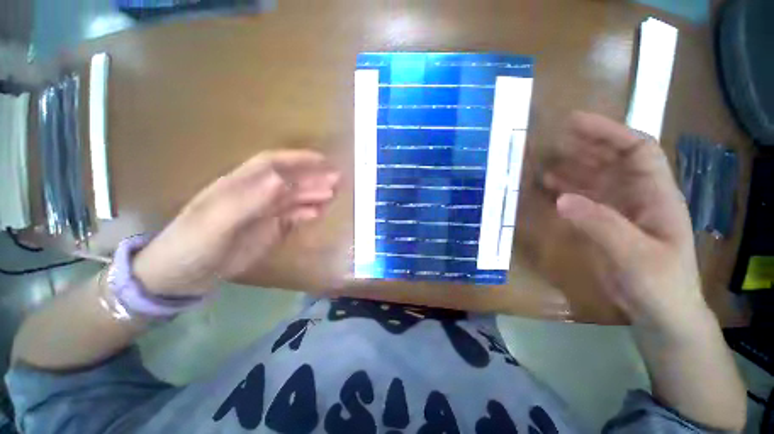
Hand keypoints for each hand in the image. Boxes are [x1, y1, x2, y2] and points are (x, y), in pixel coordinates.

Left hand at [133, 149, 339, 296]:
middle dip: (313, 178)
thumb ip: (248, 201)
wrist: (183, 276)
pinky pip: (293, 218)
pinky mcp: (271, 230)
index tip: (322, 160)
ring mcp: (265, 213)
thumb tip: (280, 180)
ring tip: (333, 195)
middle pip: (289, 182)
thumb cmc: (193, 244)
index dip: (297, 159)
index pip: (272, 164)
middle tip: (337, 180)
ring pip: (294, 199)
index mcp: (239, 185)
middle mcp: (256, 195)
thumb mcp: (216, 222)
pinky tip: (319, 214)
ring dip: (314, 195)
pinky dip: (307, 214)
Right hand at [543, 112, 708, 332]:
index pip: (637, 150)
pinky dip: (564, 192)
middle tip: (551, 141)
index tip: (575, 123)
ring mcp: (618, 211)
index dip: (609, 132)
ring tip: (542, 164)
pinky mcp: (603, 225)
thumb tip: (562, 199)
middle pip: (611, 161)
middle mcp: (637, 196)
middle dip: (584, 147)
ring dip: (570, 169)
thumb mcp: (635, 255)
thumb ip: (601, 225)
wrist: (660, 313)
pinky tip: (548, 189)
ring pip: (593, 179)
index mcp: (656, 195)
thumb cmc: (660, 284)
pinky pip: (582, 200)